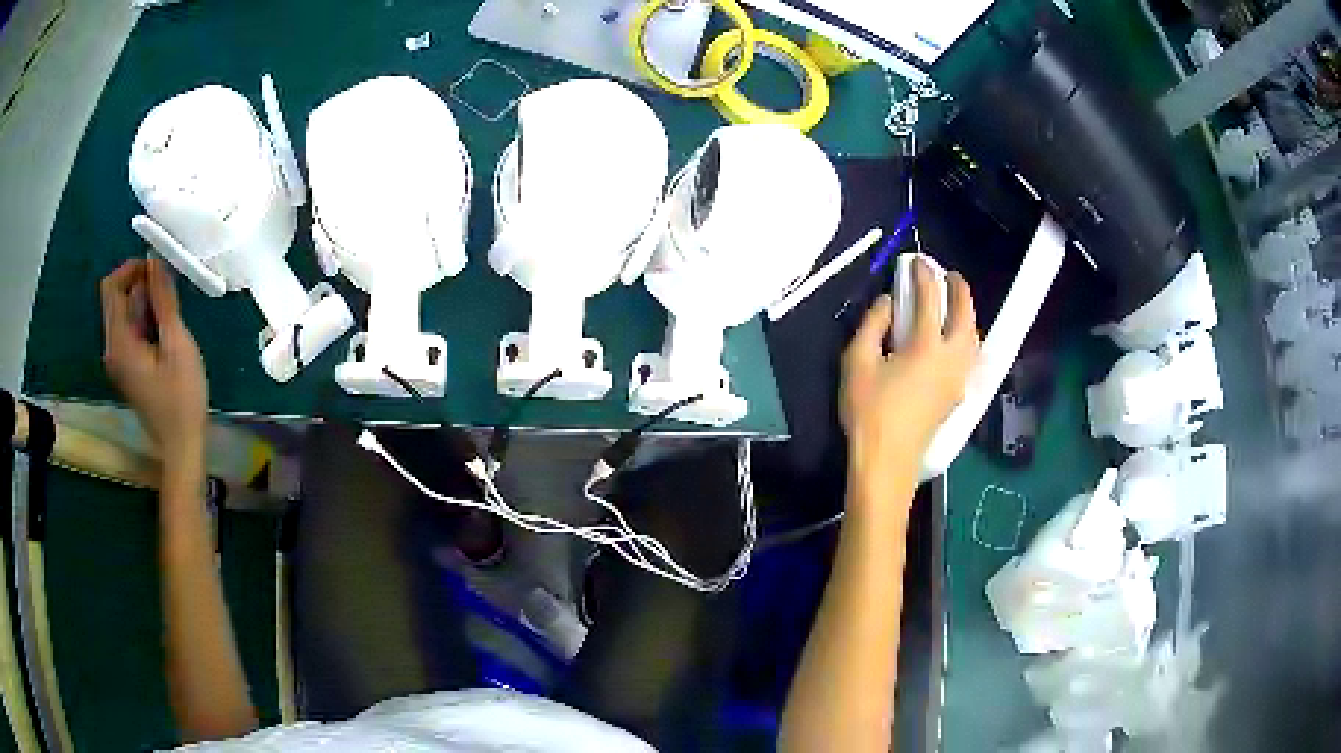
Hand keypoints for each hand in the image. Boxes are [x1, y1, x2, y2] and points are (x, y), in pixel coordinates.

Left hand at [101, 258, 207, 463]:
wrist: (181, 446)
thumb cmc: (181, 398)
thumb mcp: (176, 344)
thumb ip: (163, 301)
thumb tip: (154, 261)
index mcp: (119, 342)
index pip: (111, 287)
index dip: (131, 268)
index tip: (157, 268)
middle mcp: (112, 348)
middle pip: (116, 298)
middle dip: (140, 283)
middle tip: (169, 287)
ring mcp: (118, 360)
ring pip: (124, 313)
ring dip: (145, 301)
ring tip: (171, 310)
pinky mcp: (127, 368)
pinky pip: (130, 330)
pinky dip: (145, 319)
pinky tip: (165, 330)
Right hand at [840, 258, 978, 491]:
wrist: (886, 462)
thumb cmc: (868, 412)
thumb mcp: (857, 363)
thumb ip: (873, 325)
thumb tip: (889, 302)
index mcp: (926, 347)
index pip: (930, 300)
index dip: (924, 276)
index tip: (918, 261)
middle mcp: (950, 359)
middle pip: (965, 317)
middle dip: (960, 291)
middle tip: (951, 275)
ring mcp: (957, 380)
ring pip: (973, 339)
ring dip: (969, 315)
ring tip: (958, 305)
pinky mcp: (955, 396)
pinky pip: (970, 358)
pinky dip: (968, 339)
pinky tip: (958, 341)